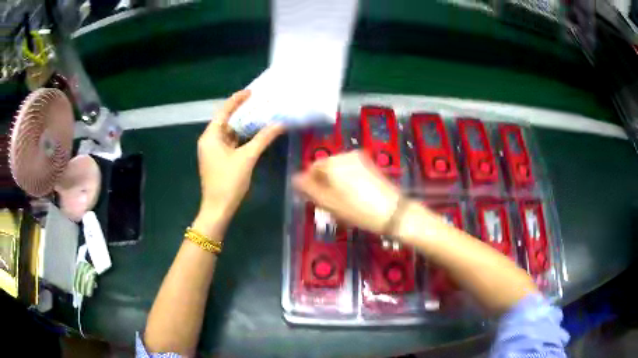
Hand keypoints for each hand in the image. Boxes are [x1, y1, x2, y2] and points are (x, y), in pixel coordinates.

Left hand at [193, 90, 283, 237]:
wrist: (218, 208)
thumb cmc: (229, 182)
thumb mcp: (247, 158)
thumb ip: (263, 139)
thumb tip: (279, 124)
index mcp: (210, 136)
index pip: (224, 111)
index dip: (237, 99)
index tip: (251, 91)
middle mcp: (209, 140)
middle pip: (225, 120)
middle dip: (241, 111)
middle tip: (259, 102)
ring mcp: (213, 150)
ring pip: (228, 132)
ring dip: (242, 125)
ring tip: (259, 114)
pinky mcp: (218, 159)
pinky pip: (230, 142)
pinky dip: (241, 137)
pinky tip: (254, 133)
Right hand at [292, 151, 401, 234]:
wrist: (392, 212)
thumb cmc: (356, 209)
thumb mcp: (328, 203)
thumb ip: (308, 189)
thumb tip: (295, 179)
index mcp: (333, 162)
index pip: (312, 168)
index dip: (310, 184)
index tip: (315, 199)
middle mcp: (345, 155)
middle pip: (326, 167)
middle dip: (324, 183)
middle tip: (328, 203)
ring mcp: (360, 159)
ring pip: (339, 169)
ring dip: (335, 182)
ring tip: (342, 202)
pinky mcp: (371, 165)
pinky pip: (351, 171)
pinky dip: (347, 181)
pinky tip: (354, 197)